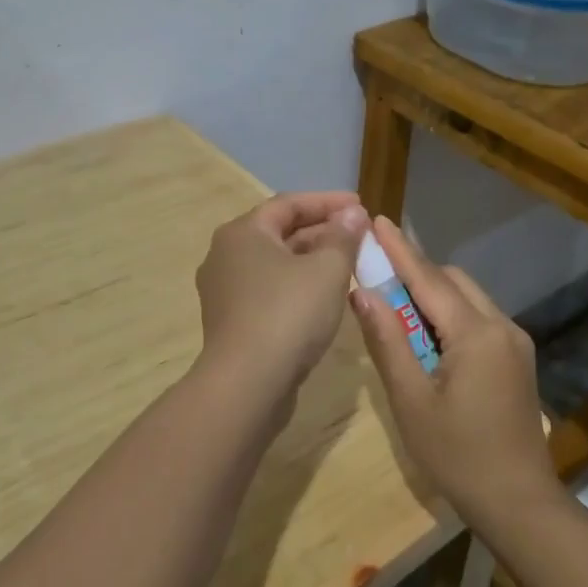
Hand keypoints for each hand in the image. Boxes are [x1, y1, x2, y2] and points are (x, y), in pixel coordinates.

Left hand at [196, 193, 369, 393]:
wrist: (246, 385)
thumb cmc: (288, 314)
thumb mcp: (327, 270)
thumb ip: (343, 237)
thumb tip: (353, 214)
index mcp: (243, 232)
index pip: (289, 204)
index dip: (328, 202)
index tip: (361, 205)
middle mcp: (226, 255)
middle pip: (280, 232)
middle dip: (322, 231)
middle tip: (359, 236)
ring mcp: (225, 291)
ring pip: (276, 264)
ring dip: (312, 259)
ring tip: (349, 264)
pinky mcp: (232, 321)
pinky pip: (270, 290)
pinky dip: (298, 285)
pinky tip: (325, 297)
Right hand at [348, 217, 554, 525]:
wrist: (519, 502)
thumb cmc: (457, 455)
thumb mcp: (410, 400)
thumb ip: (387, 341)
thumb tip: (362, 293)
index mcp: (475, 334)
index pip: (428, 278)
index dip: (399, 249)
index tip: (376, 220)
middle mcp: (501, 326)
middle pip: (452, 281)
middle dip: (415, 270)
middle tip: (377, 272)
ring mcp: (514, 341)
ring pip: (468, 297)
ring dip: (433, 293)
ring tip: (395, 305)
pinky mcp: (517, 358)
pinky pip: (478, 318)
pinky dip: (450, 313)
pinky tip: (428, 336)